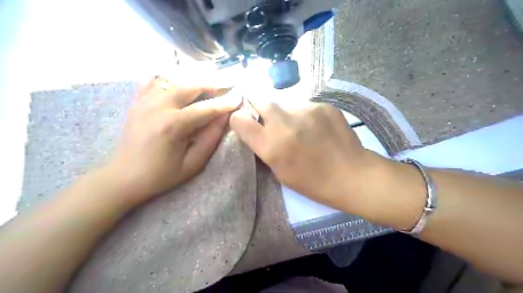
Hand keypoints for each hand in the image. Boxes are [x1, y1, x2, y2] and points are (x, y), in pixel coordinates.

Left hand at [105, 78, 243, 205]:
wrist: (124, 177)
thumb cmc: (161, 174)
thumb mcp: (192, 164)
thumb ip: (210, 139)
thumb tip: (225, 118)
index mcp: (173, 125)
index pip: (206, 108)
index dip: (225, 103)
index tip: (239, 97)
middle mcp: (158, 107)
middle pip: (189, 86)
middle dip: (211, 84)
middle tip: (225, 87)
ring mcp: (144, 101)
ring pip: (173, 79)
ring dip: (193, 80)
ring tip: (207, 85)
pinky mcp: (137, 102)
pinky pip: (153, 80)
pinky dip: (168, 78)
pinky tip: (178, 81)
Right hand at [229, 102, 382, 211]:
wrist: (351, 175)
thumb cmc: (313, 182)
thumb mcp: (280, 172)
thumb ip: (265, 148)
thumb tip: (259, 130)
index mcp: (271, 145)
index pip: (239, 120)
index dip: (239, 121)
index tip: (245, 124)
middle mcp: (285, 123)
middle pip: (261, 101)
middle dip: (261, 109)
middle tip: (272, 122)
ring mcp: (306, 111)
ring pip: (286, 105)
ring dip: (287, 115)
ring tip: (302, 130)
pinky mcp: (323, 106)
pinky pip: (306, 107)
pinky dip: (306, 116)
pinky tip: (318, 129)